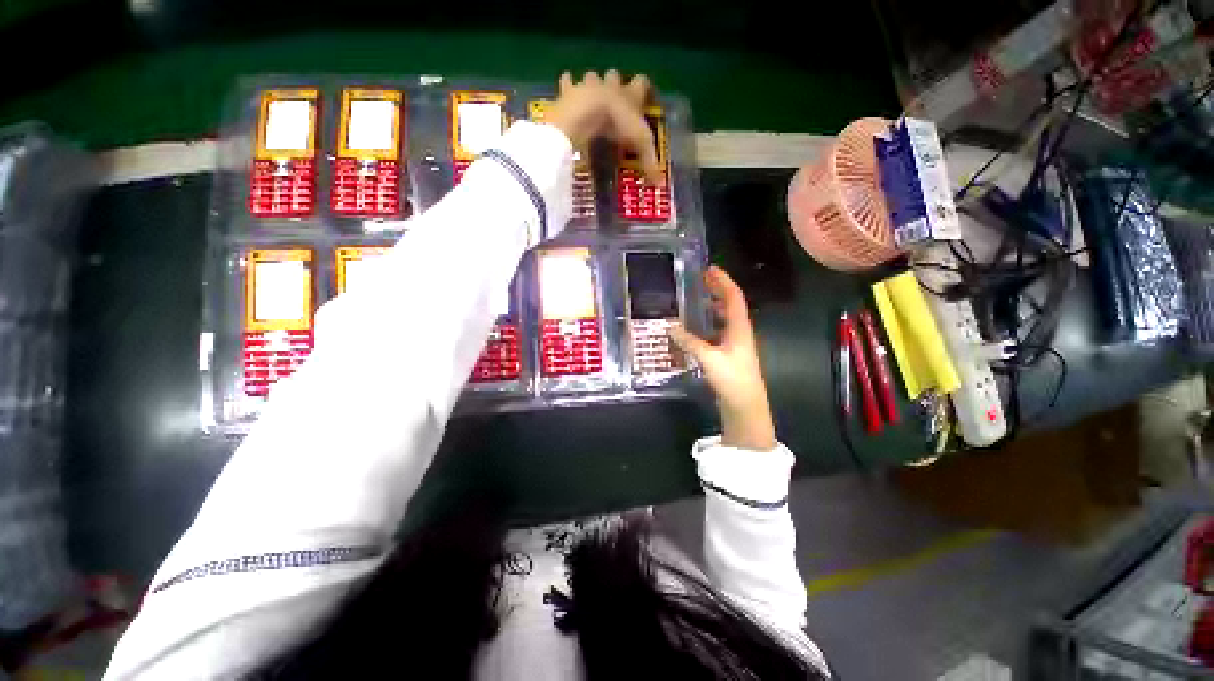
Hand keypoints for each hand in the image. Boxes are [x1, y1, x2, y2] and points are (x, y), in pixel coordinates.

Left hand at [546, 70, 663, 183]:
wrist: (588, 113)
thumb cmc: (618, 125)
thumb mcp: (639, 146)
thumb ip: (649, 163)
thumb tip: (661, 185)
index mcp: (630, 95)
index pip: (642, 83)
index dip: (643, 88)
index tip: (643, 96)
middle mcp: (611, 86)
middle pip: (615, 76)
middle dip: (614, 84)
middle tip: (612, 99)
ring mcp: (589, 85)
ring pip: (592, 76)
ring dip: (592, 84)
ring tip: (589, 97)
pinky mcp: (569, 90)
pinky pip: (567, 81)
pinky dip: (567, 85)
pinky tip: (566, 93)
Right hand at [669, 266, 776, 451]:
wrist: (745, 407)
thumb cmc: (732, 379)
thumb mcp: (709, 359)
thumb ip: (689, 342)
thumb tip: (670, 327)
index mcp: (740, 328)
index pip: (734, 297)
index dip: (723, 281)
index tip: (710, 269)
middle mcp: (739, 332)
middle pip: (731, 304)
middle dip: (717, 290)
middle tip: (700, 280)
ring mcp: (735, 344)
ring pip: (724, 318)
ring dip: (713, 306)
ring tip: (696, 300)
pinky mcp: (729, 355)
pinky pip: (718, 332)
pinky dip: (708, 325)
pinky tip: (695, 329)